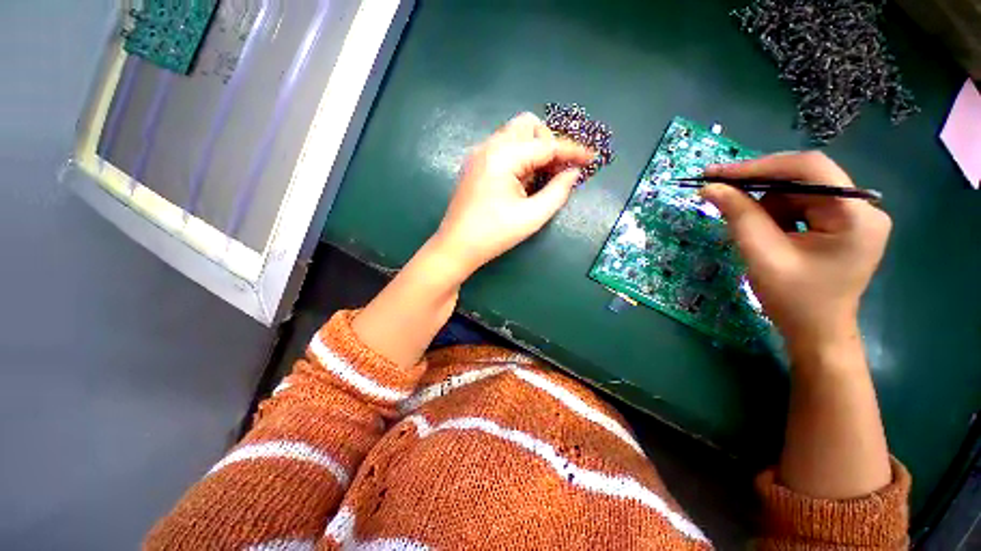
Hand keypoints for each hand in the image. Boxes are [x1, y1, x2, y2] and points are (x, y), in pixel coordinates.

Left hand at [430, 113, 594, 278]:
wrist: (456, 246)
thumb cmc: (494, 234)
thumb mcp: (532, 217)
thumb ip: (557, 192)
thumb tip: (573, 173)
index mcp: (502, 156)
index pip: (546, 145)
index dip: (572, 151)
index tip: (592, 158)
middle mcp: (488, 146)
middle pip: (527, 125)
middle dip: (548, 143)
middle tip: (556, 170)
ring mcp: (478, 154)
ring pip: (514, 135)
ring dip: (533, 150)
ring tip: (540, 179)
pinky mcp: (474, 164)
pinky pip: (503, 148)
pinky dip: (519, 157)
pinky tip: (521, 181)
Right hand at [701, 152, 891, 351]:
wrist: (816, 333)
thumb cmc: (794, 300)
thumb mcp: (762, 255)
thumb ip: (739, 216)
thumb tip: (710, 187)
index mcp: (856, 216)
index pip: (810, 169)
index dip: (760, 166)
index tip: (718, 173)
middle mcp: (862, 208)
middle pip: (804, 179)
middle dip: (759, 187)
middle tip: (719, 192)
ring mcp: (854, 216)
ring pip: (798, 192)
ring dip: (766, 206)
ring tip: (751, 232)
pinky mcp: (842, 224)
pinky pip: (801, 206)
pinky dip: (775, 215)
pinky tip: (765, 234)